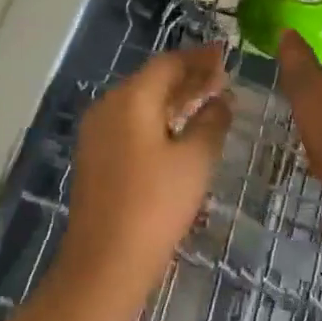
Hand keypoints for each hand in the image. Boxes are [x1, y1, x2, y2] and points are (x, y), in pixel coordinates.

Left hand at [57, 42, 233, 301]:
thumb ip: (211, 122)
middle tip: (222, 77)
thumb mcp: (194, 162)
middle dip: (188, 76)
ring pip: (141, 101)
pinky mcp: (96, 156)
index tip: (225, 54)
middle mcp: (108, 106)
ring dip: (174, 98)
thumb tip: (221, 100)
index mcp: (131, 98)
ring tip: (207, 99)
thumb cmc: (155, 207)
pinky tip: (179, 129)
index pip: (168, 63)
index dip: (199, 58)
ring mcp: (97, 132)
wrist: (103, 266)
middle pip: (152, 79)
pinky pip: (131, 122)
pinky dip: (157, 118)